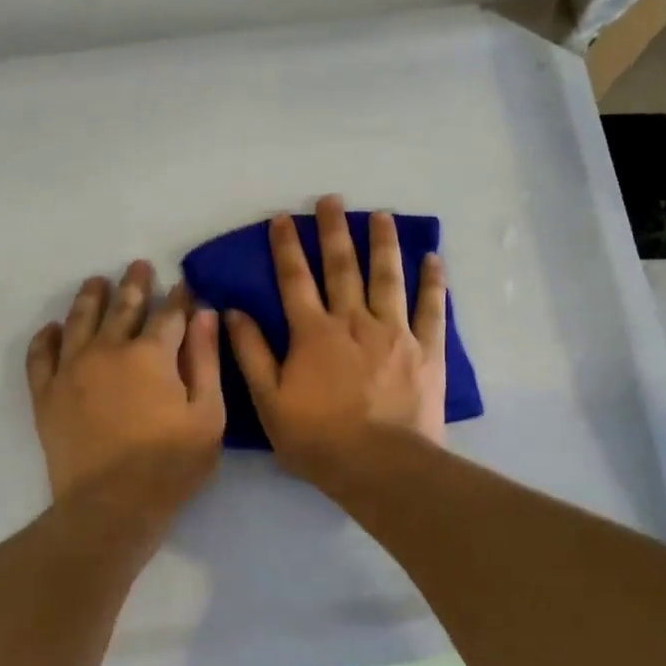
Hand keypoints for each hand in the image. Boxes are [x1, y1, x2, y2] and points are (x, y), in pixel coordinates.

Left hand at [27, 261, 224, 522]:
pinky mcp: (46, 394)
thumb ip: (206, 360)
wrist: (110, 507)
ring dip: (90, 297)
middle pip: (123, 307)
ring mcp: (72, 370)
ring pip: (80, 320)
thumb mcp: (208, 415)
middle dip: (134, 284)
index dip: (179, 297)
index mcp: (151, 354)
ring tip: (96, 282)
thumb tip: (204, 314)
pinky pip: (40, 356)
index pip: (169, 314)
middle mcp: (108, 350)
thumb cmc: (170, 465)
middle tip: (138, 266)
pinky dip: (46, 338)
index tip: (184, 285)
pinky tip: (53, 329)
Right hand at [226, 196, 446, 488]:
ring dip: (383, 243)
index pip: (295, 279)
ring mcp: (394, 332)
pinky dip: (432, 281)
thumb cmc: (318, 438)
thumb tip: (233, 311)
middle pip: (342, 267)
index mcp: (313, 332)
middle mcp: (353, 320)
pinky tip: (433, 258)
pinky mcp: (426, 349)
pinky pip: (431, 308)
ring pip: (387, 277)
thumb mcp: (269, 400)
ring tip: (382, 215)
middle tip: (332, 199)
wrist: (380, 466)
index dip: (286, 247)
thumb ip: (251, 353)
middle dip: (334, 230)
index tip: (283, 218)